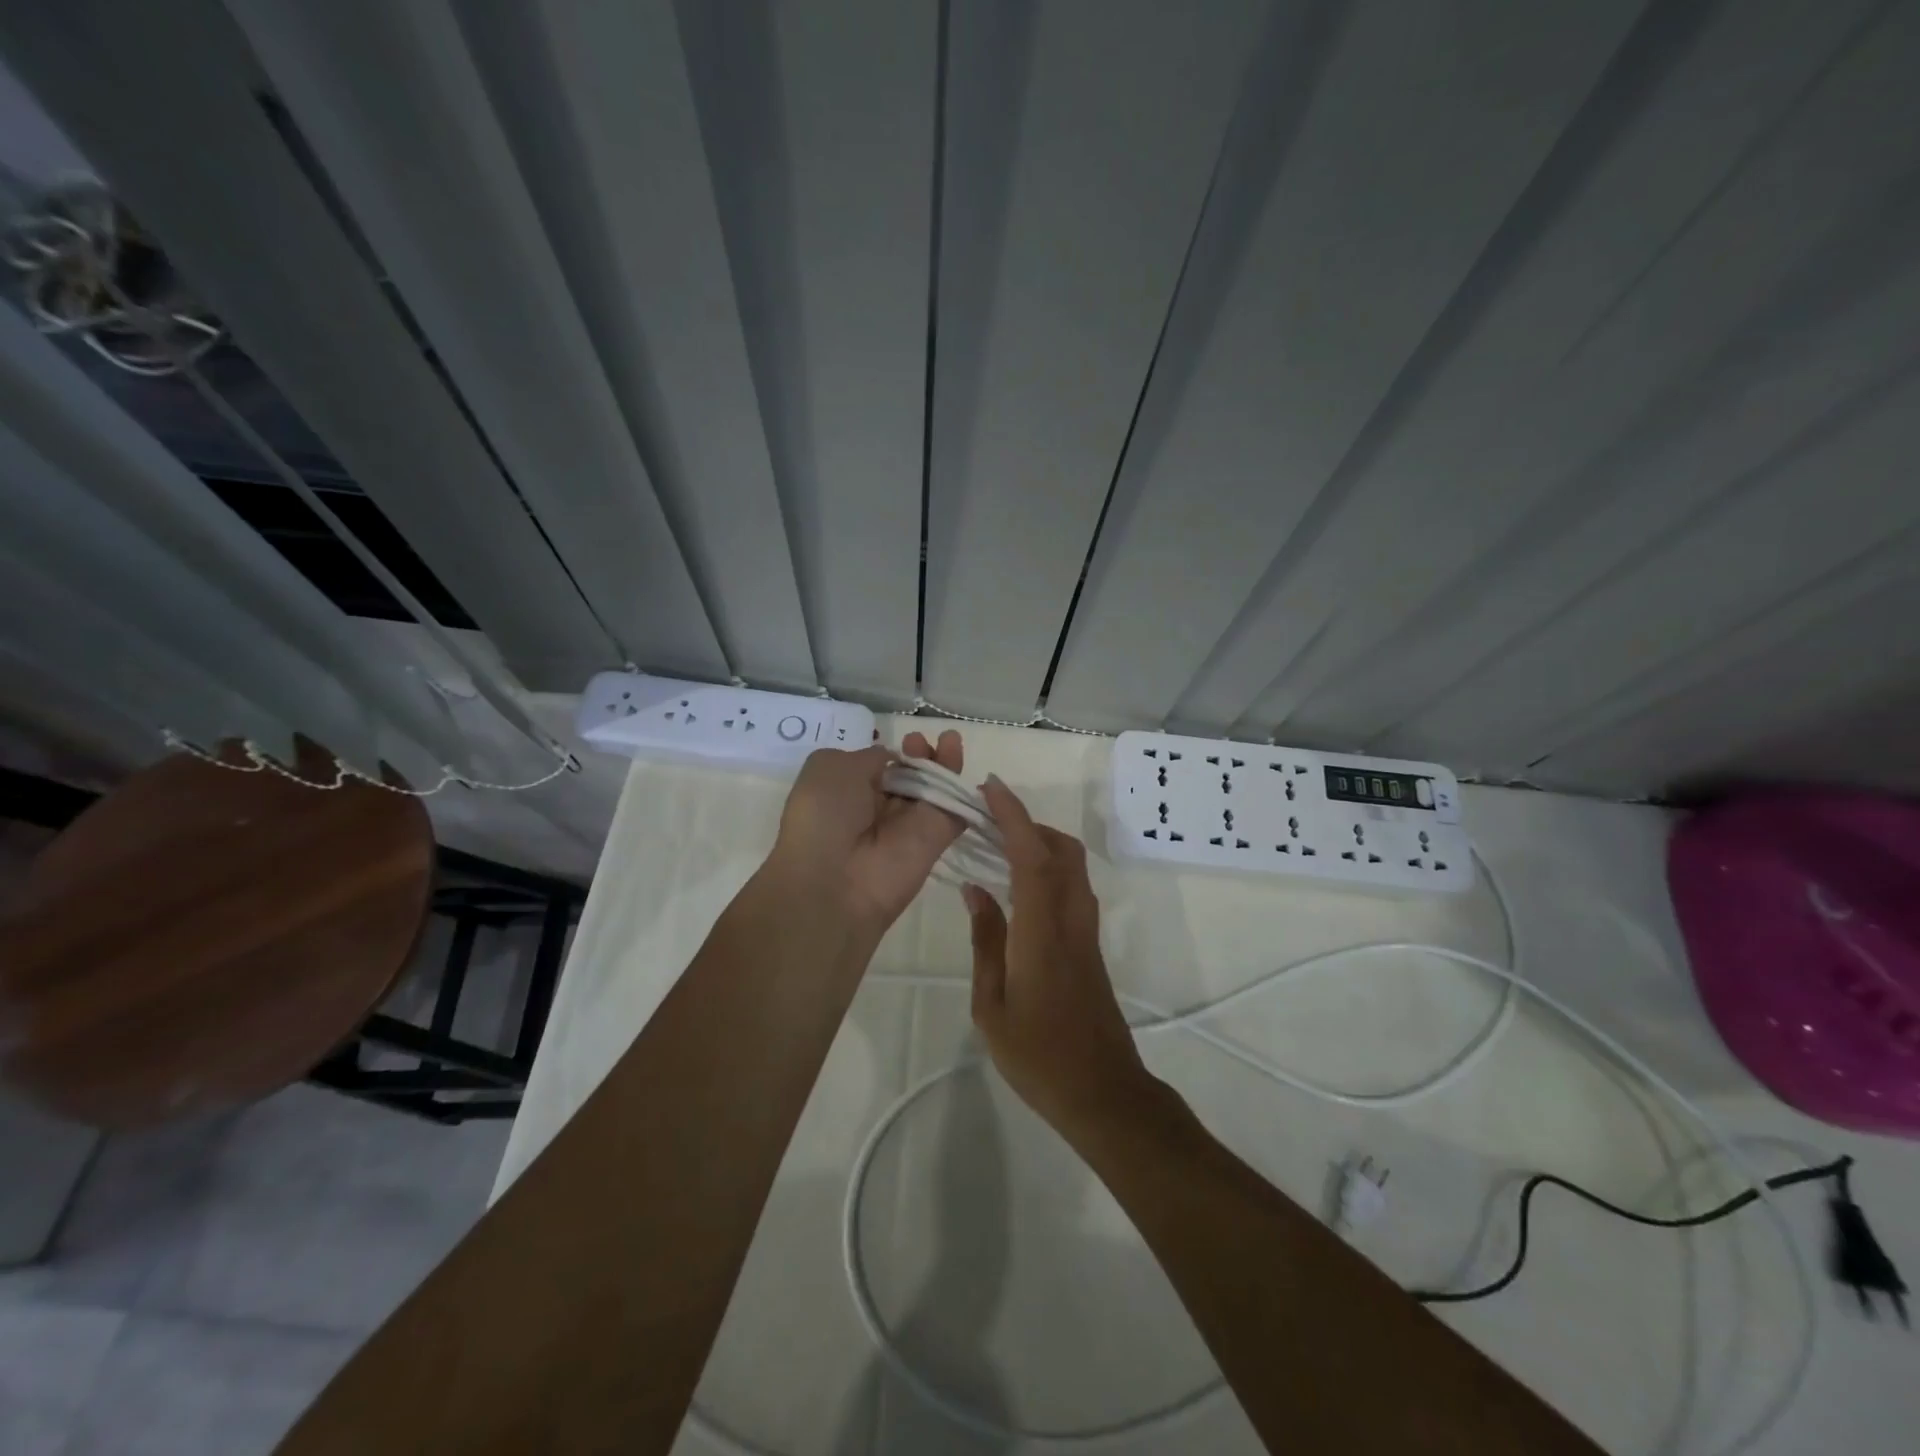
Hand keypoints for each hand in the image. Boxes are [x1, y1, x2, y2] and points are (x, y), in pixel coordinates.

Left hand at [768, 730, 965, 932]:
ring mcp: (909, 824)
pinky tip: (960, 756)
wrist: (836, 881)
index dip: (893, 752)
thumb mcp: (829, 766)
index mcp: (848, 792)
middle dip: (918, 754)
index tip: (901, 739)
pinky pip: (954, 808)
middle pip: (909, 775)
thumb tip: (892, 759)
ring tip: (949, 738)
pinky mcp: (936, 838)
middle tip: (920, 740)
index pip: (878, 767)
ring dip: (941, 762)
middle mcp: (878, 808)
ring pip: (933, 788)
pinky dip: (962, 785)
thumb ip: (868, 756)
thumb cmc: (823, 816)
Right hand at [964, 777, 1152, 1139]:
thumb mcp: (992, 1003)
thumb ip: (986, 940)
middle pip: (1061, 849)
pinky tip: (1017, 887)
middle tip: (987, 820)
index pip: (1032, 855)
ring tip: (998, 847)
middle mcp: (1071, 919)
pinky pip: (1071, 888)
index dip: (1012, 815)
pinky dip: (1047, 869)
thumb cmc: (1038, 1055)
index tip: (990, 788)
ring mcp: (1086, 931)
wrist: (1102, 1092)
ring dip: (1040, 843)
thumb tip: (975, 889)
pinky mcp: (1090, 945)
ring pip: (1071, 866)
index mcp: (1042, 931)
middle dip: (1027, 822)